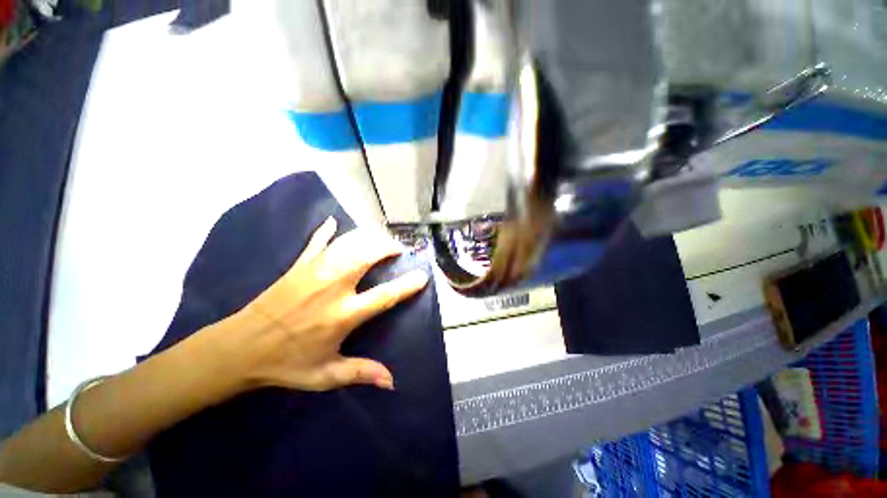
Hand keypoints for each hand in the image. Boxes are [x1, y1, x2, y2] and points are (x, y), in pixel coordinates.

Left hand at [214, 216, 428, 391]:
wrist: (239, 348)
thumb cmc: (286, 363)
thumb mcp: (325, 375)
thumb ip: (361, 373)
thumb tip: (391, 381)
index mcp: (344, 314)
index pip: (385, 295)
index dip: (407, 285)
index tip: (422, 276)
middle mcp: (334, 286)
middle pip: (368, 255)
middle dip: (388, 247)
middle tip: (398, 250)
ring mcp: (316, 271)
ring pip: (349, 243)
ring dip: (368, 237)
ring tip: (380, 238)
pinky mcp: (299, 265)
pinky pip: (317, 241)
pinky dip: (327, 230)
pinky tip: (333, 222)